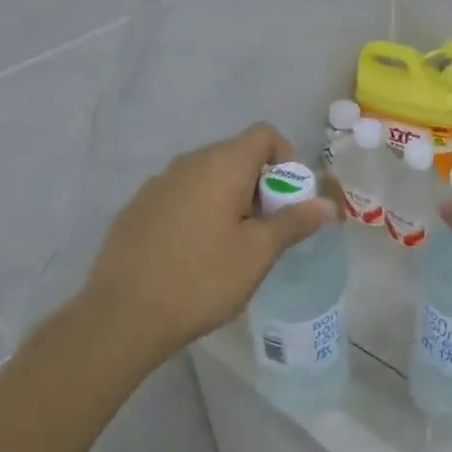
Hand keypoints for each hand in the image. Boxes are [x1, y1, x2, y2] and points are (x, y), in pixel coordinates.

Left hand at [77, 124, 334, 367]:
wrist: (123, 316)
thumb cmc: (202, 279)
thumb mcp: (259, 253)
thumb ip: (295, 222)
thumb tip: (328, 204)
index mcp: (220, 165)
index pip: (264, 135)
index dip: (287, 160)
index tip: (290, 202)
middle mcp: (186, 164)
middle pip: (236, 156)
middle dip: (261, 186)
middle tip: (267, 232)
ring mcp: (156, 185)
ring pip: (208, 179)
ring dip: (231, 201)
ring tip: (233, 248)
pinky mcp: (137, 209)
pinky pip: (182, 197)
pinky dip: (201, 213)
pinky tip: (196, 256)